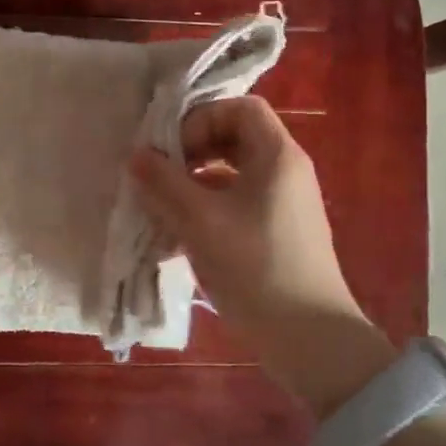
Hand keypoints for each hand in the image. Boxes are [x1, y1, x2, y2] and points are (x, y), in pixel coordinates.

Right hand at [129, 97, 394, 416]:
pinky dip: (208, 213)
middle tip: (161, 176)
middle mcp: (286, 172)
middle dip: (192, 153)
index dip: (201, 119)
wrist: (308, 337)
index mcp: (277, 156)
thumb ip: (164, 183)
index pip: (241, 108)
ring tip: (161, 211)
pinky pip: (238, 207)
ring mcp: (285, 205)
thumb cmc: (254, 266)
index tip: (172, 150)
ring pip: (233, 177)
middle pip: (236, 140)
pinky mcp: (278, 235)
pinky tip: (177, 243)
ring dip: (194, 186)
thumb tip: (136, 156)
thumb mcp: (199, 220)